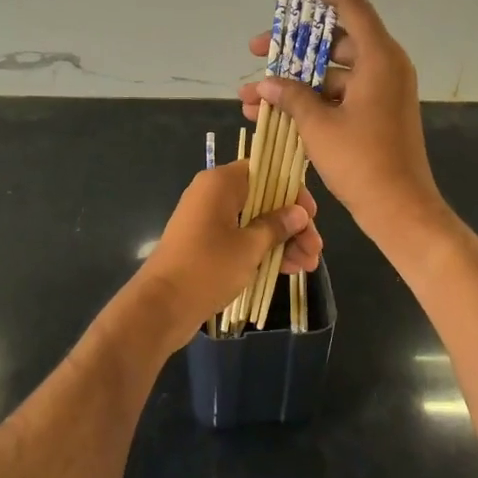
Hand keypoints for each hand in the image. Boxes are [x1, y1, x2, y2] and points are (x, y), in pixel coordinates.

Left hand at [124, 161, 319, 350]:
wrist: (161, 306)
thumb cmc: (207, 267)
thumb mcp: (249, 247)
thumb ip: (276, 226)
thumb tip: (299, 212)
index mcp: (220, 183)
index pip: (264, 171)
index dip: (291, 191)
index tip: (311, 215)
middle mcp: (213, 194)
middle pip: (262, 199)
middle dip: (291, 223)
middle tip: (316, 249)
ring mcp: (208, 220)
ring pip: (254, 221)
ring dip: (282, 241)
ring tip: (309, 266)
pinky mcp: (206, 244)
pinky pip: (241, 238)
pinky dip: (263, 250)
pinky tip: (289, 269)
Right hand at [241, 0, 446, 247]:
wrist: (401, 210)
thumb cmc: (363, 162)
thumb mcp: (319, 125)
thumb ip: (290, 96)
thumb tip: (265, 84)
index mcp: (379, 57)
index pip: (349, 3)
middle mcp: (383, 65)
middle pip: (333, 39)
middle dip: (291, 44)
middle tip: (256, 48)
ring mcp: (380, 90)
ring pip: (330, 70)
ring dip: (293, 79)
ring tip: (251, 94)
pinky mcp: (374, 111)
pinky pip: (337, 92)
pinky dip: (308, 98)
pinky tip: (272, 114)